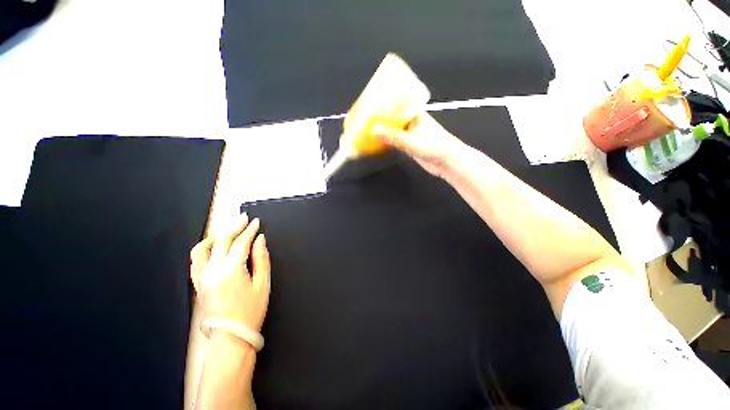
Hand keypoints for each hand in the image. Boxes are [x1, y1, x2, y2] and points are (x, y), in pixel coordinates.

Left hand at [190, 214, 270, 332]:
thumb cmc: (250, 311)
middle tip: (243, 218)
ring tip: (227, 229)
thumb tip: (260, 240)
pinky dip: (204, 248)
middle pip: (222, 240)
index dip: (250, 230)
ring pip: (204, 247)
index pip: (240, 242)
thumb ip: (261, 258)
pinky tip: (213, 246)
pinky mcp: (198, 283)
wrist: (230, 337)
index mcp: (231, 270)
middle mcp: (213, 270)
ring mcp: (202, 277)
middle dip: (234, 226)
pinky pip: (196, 260)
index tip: (256, 222)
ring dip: (216, 235)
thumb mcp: (263, 283)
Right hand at [373, 112, 465, 177]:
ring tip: (371, 129)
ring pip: (395, 131)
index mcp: (416, 114)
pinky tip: (380, 142)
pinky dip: (389, 142)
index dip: (386, 104)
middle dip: (383, 119)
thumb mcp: (410, 140)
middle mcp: (413, 122)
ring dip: (386, 131)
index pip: (398, 105)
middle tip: (369, 119)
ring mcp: (412, 135)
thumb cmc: (434, 145)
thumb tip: (374, 130)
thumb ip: (392, 136)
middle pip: (395, 118)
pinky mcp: (411, 146)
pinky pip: (397, 142)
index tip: (373, 104)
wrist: (447, 161)